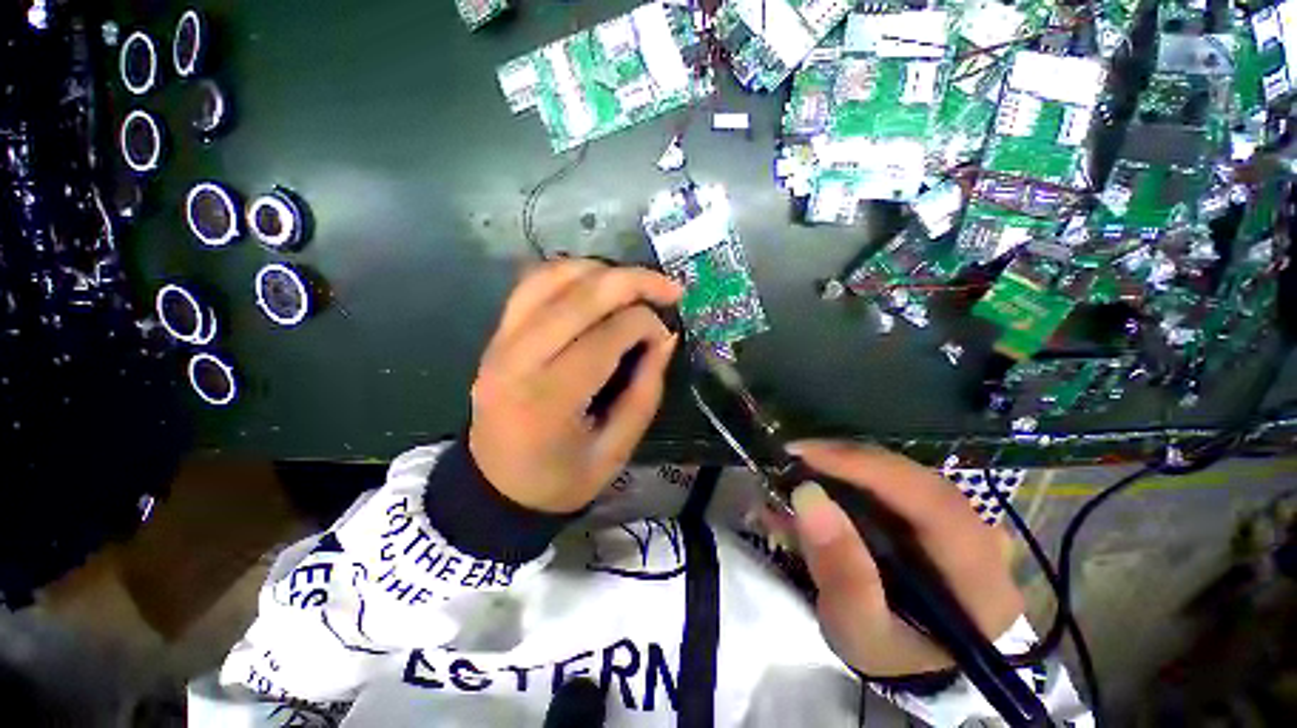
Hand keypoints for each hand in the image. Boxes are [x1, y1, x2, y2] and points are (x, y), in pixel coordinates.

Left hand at [468, 259, 682, 513]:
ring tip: (634, 285)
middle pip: (581, 295)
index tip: (665, 336)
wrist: (495, 486)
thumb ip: (645, 391)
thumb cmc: (560, 479)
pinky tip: (596, 284)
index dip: (647, 325)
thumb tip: (666, 336)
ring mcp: (501, 340)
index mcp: (550, 398)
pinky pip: (532, 284)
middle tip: (669, 288)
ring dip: (602, 271)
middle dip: (634, 282)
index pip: (608, 334)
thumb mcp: (616, 450)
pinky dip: (570, 273)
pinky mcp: (497, 334)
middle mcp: (519, 358)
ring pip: (553, 277)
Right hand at [787, 441, 1023, 676]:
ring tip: (802, 466)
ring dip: (848, 465)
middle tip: (796, 455)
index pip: (930, 501)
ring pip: (904, 473)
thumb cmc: (888, 653)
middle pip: (915, 478)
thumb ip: (840, 573)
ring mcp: (965, 522)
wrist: (909, 661)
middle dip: (849, 461)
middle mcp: (983, 539)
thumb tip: (808, 495)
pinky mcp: (940, 514)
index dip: (866, 468)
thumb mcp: (858, 631)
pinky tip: (822, 477)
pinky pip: (896, 480)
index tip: (806, 453)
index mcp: (979, 578)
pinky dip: (854, 474)